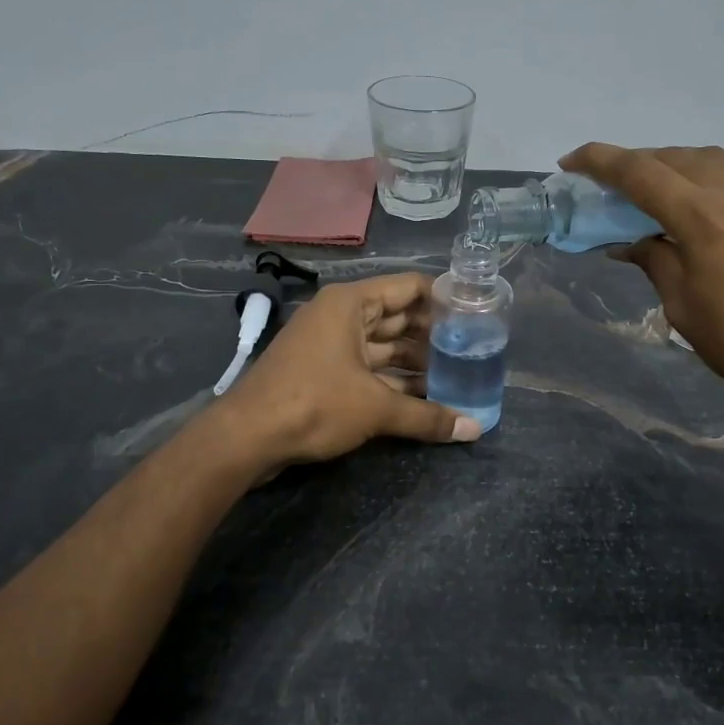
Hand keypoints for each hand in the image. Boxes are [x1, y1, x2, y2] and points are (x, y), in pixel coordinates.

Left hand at [206, 272, 479, 473]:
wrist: (247, 437)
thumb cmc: (314, 404)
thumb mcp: (376, 409)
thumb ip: (428, 417)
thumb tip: (475, 430)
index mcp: (351, 303)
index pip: (410, 287)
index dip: (444, 299)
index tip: (476, 315)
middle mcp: (341, 316)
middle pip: (398, 317)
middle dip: (433, 336)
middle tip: (473, 350)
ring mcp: (329, 344)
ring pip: (383, 347)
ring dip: (415, 362)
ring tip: (456, 376)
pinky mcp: (322, 371)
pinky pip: (368, 368)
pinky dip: (394, 380)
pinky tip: (424, 397)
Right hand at [561, 144, 723, 417]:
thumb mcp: (682, 306)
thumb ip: (654, 260)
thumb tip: (628, 241)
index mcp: (701, 216)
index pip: (638, 172)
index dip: (599, 161)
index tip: (571, 162)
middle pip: (673, 158)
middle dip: (635, 166)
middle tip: (612, 188)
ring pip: (713, 157)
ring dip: (677, 165)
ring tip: (661, 189)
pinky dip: (722, 168)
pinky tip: (717, 187)